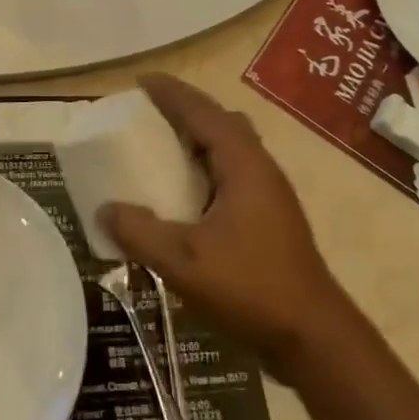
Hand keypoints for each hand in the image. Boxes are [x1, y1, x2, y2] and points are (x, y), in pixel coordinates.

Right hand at [100, 75, 356, 377]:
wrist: (314, 338)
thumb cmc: (251, 287)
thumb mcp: (184, 261)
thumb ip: (140, 232)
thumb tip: (105, 209)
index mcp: (242, 163)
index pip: (203, 112)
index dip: (172, 93)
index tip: (142, 81)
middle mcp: (259, 167)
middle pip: (220, 122)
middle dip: (186, 111)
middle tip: (149, 114)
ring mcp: (269, 193)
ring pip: (230, 147)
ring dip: (198, 139)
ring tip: (163, 148)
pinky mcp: (270, 217)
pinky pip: (232, 172)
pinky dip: (206, 166)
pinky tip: (187, 195)